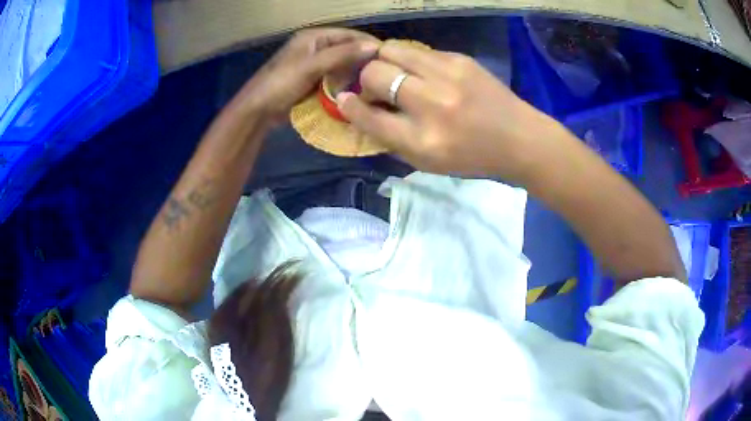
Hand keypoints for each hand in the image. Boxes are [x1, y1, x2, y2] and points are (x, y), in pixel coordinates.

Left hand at [230, 28, 380, 124]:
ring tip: (373, 84)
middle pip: (346, 49)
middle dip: (363, 59)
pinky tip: (356, 92)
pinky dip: (345, 83)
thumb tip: (374, 46)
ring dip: (355, 73)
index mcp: (313, 37)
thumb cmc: (281, 83)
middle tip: (383, 73)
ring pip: (342, 64)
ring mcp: (313, 64)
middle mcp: (315, 47)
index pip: (348, 34)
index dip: (368, 43)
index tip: (389, 56)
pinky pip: (335, 77)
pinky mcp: (312, 80)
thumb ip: (342, 55)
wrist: (258, 110)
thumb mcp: (311, 66)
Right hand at [337, 41, 560, 180]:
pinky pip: (418, 51)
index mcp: (422, 140)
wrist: (520, 139)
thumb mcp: (428, 163)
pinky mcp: (460, 59)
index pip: (369, 116)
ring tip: (394, 73)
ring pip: (392, 50)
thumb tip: (360, 110)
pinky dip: (411, 60)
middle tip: (376, 88)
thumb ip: (391, 139)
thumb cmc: (472, 157)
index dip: (350, 106)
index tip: (344, 99)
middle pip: (375, 73)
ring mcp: (448, 76)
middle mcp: (431, 104)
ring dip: (384, 61)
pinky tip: (422, 72)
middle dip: (366, 80)